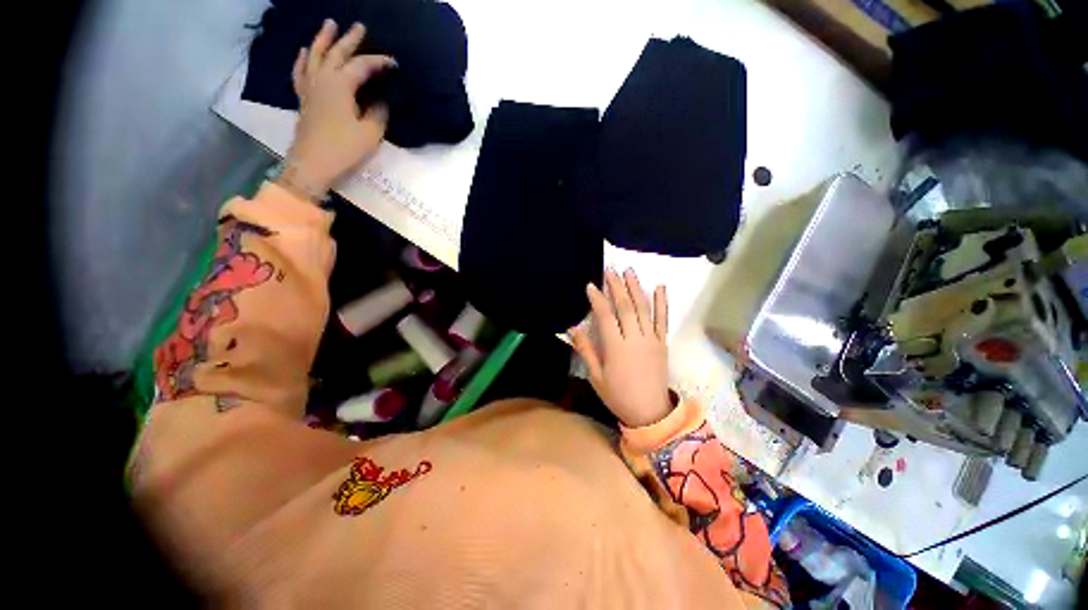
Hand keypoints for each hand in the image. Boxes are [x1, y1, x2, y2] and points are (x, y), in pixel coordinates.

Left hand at [281, 20, 395, 197]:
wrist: (313, 163)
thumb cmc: (344, 148)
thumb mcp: (370, 133)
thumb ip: (378, 113)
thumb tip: (382, 101)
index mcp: (341, 85)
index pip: (362, 66)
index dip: (378, 62)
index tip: (393, 63)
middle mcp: (323, 79)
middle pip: (337, 53)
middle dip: (349, 39)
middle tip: (359, 26)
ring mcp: (310, 87)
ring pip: (315, 55)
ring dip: (323, 39)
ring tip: (329, 25)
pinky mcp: (304, 98)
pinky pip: (301, 71)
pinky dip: (304, 59)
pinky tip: (305, 51)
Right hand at [572, 268, 671, 427]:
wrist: (650, 412)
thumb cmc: (618, 395)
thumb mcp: (596, 376)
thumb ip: (585, 350)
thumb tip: (572, 328)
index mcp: (616, 348)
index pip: (606, 317)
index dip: (597, 299)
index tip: (591, 285)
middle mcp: (634, 338)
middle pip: (625, 307)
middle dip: (617, 286)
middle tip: (610, 269)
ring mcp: (651, 339)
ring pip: (643, 308)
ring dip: (636, 288)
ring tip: (630, 271)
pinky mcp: (662, 342)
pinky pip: (663, 319)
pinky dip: (662, 302)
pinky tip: (660, 286)